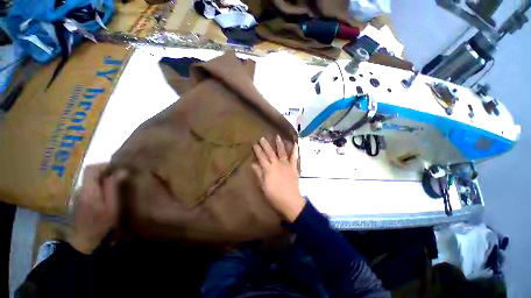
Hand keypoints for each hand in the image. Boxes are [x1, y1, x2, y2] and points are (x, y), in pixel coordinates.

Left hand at [67, 164, 125, 253]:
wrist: (85, 242)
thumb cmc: (101, 224)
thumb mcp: (111, 206)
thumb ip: (113, 187)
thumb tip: (122, 171)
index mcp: (88, 189)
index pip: (91, 168)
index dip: (104, 165)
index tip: (118, 168)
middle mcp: (80, 189)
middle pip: (91, 173)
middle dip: (106, 172)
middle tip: (122, 176)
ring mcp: (79, 195)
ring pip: (91, 180)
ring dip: (104, 179)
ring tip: (118, 185)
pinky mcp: (80, 200)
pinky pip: (90, 187)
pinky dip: (100, 186)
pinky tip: (109, 194)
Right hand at [252, 136, 305, 222]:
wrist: (290, 201)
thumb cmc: (274, 195)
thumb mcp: (263, 186)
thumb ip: (258, 173)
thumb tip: (253, 163)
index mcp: (268, 168)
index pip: (261, 157)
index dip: (257, 150)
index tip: (254, 144)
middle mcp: (277, 164)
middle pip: (270, 152)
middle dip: (265, 144)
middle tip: (262, 138)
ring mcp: (286, 165)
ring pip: (282, 152)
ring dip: (279, 144)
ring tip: (277, 136)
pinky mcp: (293, 167)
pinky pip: (294, 157)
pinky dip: (295, 150)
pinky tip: (295, 144)